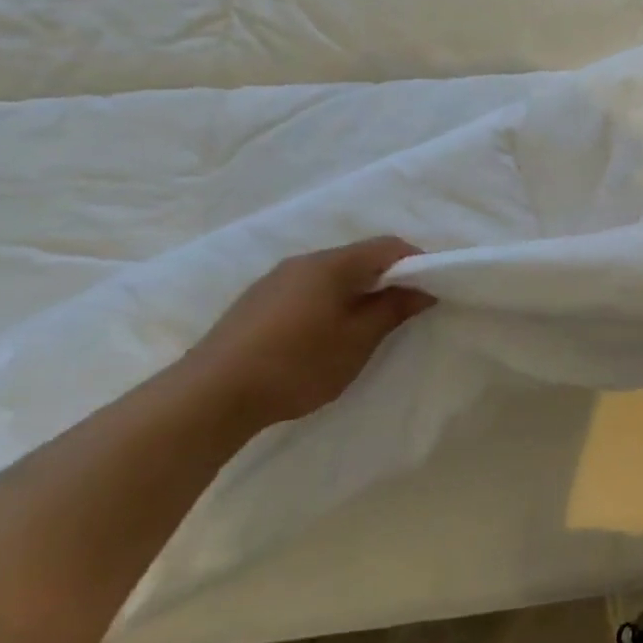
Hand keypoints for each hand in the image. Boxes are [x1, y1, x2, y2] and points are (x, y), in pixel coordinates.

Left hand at [179, 238, 436, 430]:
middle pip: (359, 257)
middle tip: (406, 311)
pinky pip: (309, 290)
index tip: (433, 290)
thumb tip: (423, 289)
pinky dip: (332, 302)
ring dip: (359, 292)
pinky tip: (327, 335)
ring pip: (332, 275)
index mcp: (331, 265)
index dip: (418, 262)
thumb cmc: (296, 364)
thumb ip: (393, 309)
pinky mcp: (257, 303)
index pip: (388, 246)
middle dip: (389, 278)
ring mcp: (275, 281)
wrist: (209, 396)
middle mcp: (302, 262)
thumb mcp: (358, 340)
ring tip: (368, 326)